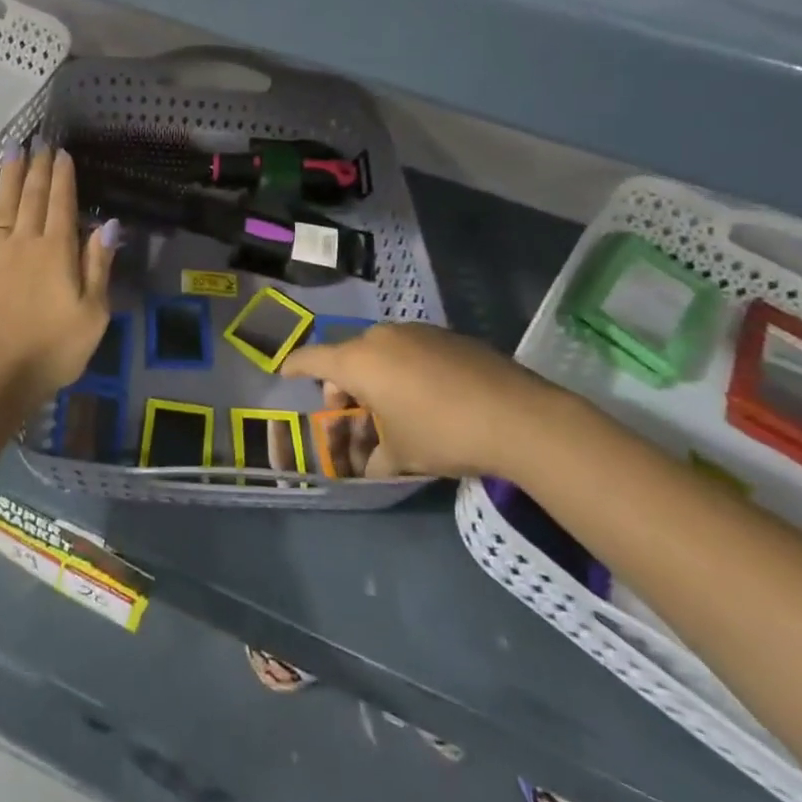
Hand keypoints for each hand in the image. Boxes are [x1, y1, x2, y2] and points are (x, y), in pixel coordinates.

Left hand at [0, 140, 117, 408]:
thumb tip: (108, 224)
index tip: (61, 152)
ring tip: (11, 151)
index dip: (62, 176)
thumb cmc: (52, 350)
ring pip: (1, 206)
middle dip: (36, 167)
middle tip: (38, 140)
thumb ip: (98, 265)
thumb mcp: (93, 313)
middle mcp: (24, 242)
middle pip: (31, 197)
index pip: (61, 203)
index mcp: (57, 251)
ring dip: (7, 177)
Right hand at [281, 322, 558, 478]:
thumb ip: (375, 460)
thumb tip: (367, 469)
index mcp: (359, 361)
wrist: (516, 415)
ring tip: (391, 412)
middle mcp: (381, 337)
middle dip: (343, 387)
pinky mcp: (446, 336)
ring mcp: (416, 332)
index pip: (313, 358)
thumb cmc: (442, 433)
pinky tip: (424, 400)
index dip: (296, 366)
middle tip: (352, 418)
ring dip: (375, 379)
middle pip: (348, 357)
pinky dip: (404, 371)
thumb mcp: (402, 455)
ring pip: (380, 353)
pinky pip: (410, 351)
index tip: (285, 373)